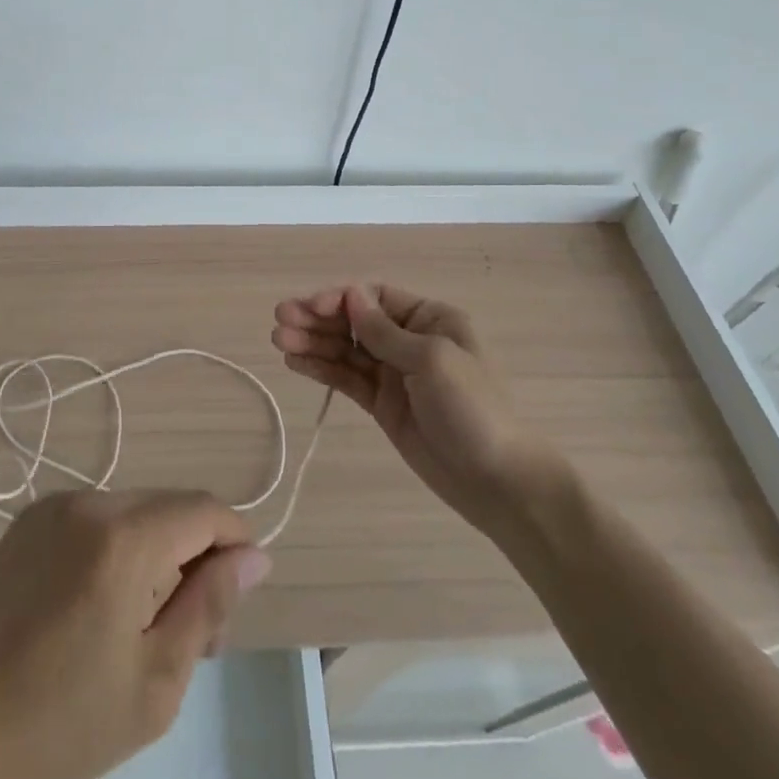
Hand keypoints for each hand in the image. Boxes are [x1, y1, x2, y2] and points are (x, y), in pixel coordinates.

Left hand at [0, 491, 271, 778]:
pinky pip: (96, 518)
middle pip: (170, 508)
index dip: (235, 543)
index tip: (238, 597)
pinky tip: (99, 607)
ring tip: (142, 625)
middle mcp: (89, 501)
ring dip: (156, 553)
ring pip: (135, 511)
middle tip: (190, 633)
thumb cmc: (58, 724)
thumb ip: (209, 605)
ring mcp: (54, 505)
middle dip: (195, 556)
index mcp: (122, 537)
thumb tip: (255, 555)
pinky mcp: (30, 519)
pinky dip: (118, 548)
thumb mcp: (154, 682)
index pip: (204, 509)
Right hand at [270, 283, 565, 532]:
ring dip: (313, 342)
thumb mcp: (432, 361)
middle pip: (354, 321)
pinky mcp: (383, 405)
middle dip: (317, 319)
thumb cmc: (474, 410)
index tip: (308, 308)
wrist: (500, 484)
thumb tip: (350, 294)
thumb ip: (385, 331)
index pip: (374, 297)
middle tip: (279, 321)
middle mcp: (409, 340)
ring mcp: (394, 374)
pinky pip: (347, 379)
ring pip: (345, 350)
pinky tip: (295, 362)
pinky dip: (322, 369)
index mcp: (430, 319)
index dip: (339, 298)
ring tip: (278, 342)